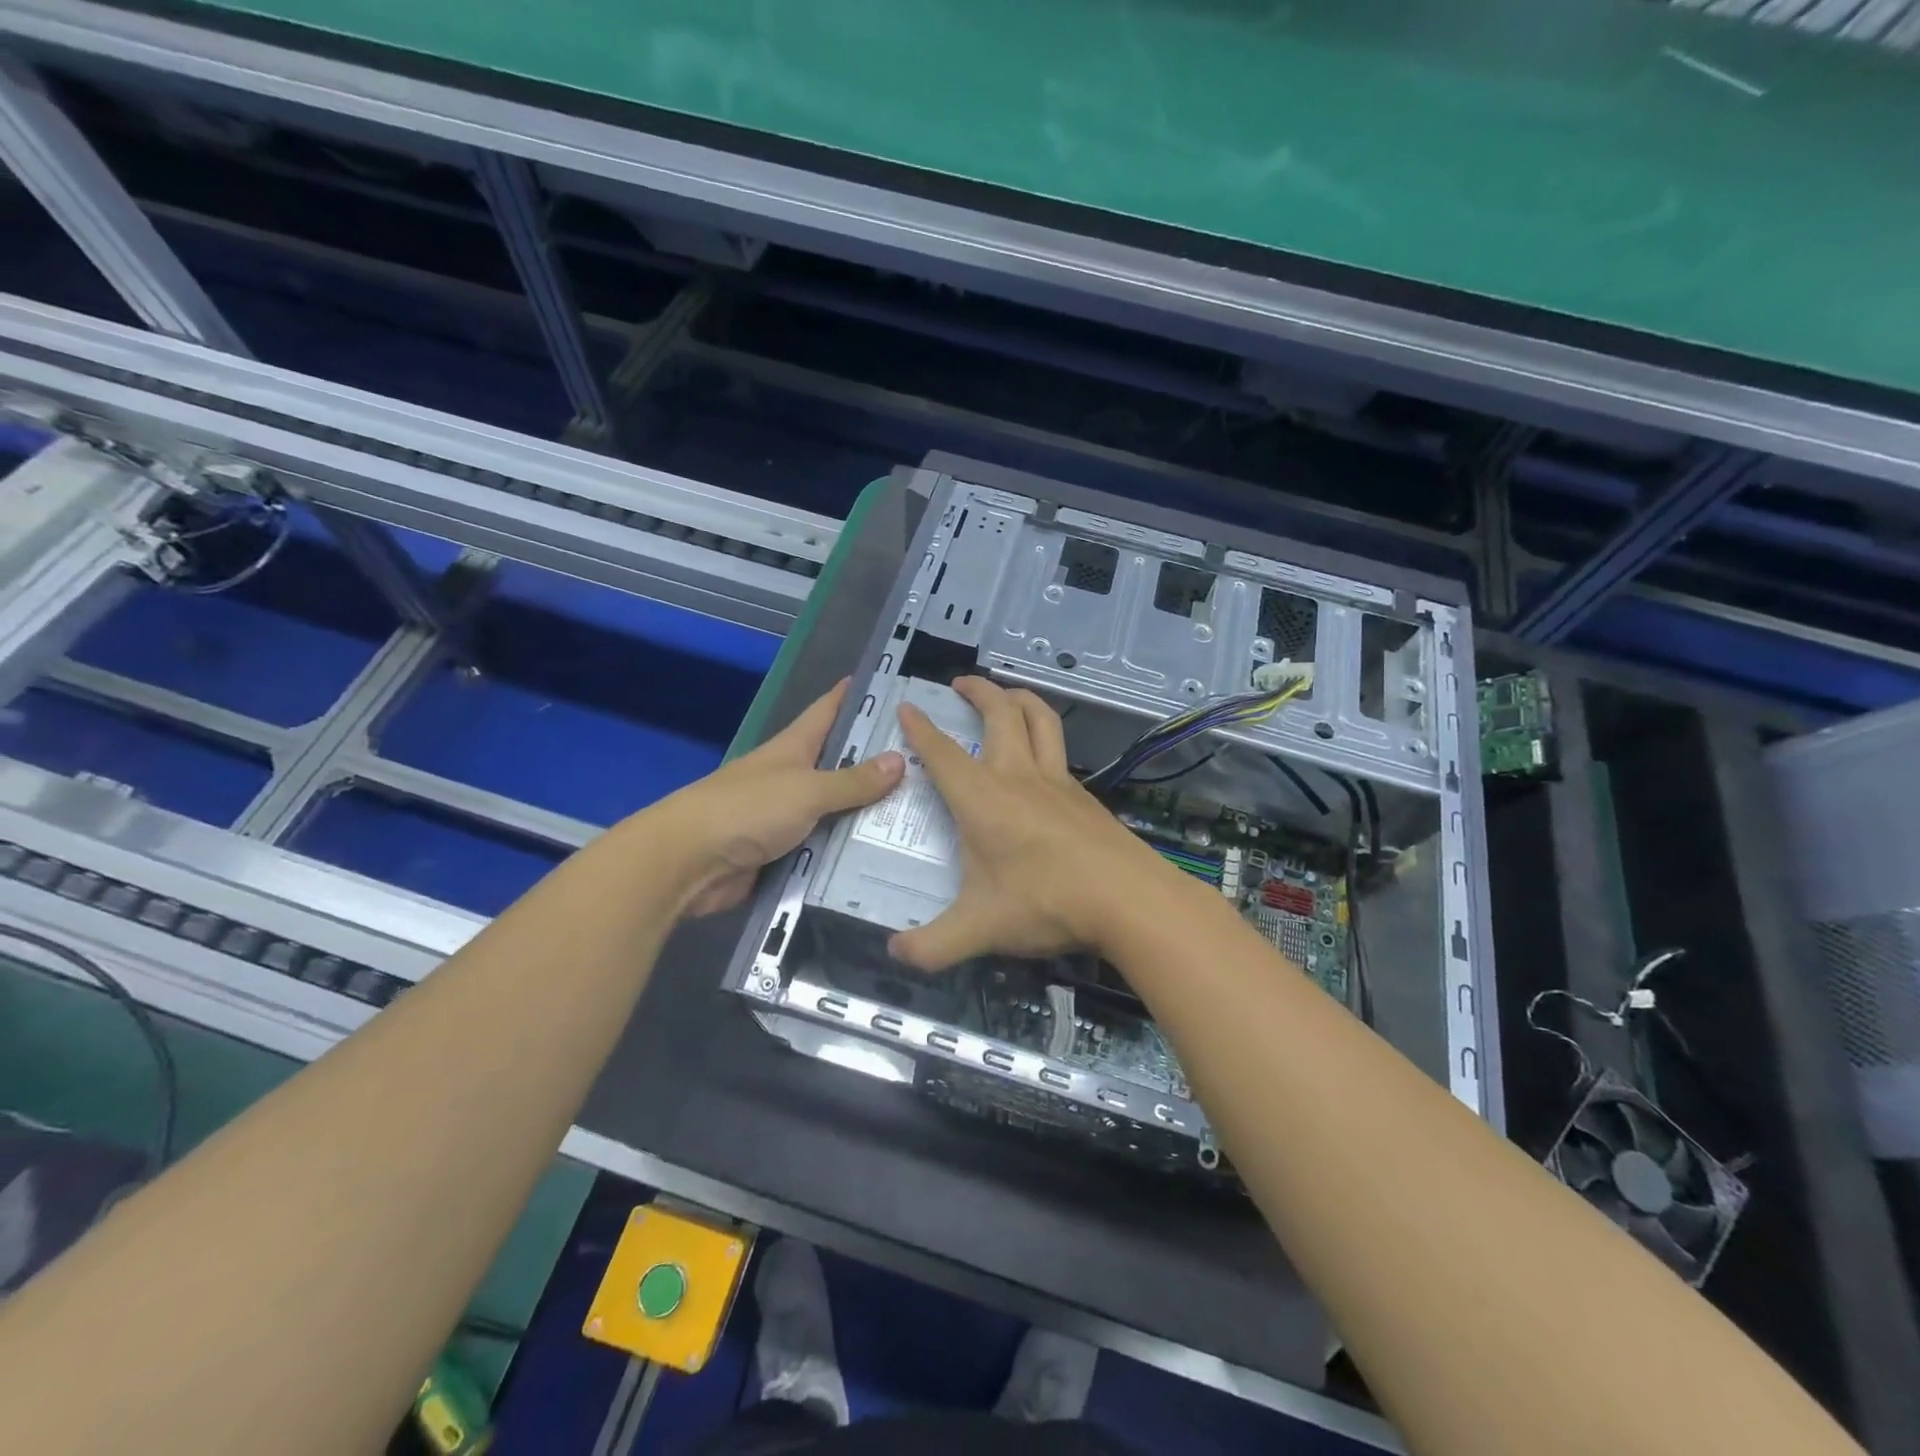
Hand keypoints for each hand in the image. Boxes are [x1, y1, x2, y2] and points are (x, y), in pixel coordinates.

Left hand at [664, 681, 903, 915]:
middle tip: (929, 762)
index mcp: (793, 748)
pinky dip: (849, 851)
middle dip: (879, 762)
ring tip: (920, 814)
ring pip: (837, 810)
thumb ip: (852, 780)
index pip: (829, 711)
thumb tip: (899, 760)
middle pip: (840, 764)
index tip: (892, 685)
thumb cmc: (746, 810)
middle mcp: (792, 777)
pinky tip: (885, 856)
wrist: (687, 863)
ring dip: (868, 814)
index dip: (856, 696)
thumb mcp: (806, 790)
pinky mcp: (784, 853)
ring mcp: (787, 816)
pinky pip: (825, 848)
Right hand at [888, 677, 1171, 969]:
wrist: (1127, 900)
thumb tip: (895, 953)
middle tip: (961, 683)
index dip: (921, 728)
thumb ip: (932, 945)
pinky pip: (1059, 749)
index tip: (907, 706)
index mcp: (983, 798)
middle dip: (978, 691)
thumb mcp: (979, 930)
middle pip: (1000, 714)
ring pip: (1040, 720)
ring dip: (1020, 698)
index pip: (943, 753)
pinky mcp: (1084, 795)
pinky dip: (1045, 734)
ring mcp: (1057, 782)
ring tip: (1006, 695)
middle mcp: (1018, 777)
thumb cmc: (1046, 904)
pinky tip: (1041, 755)